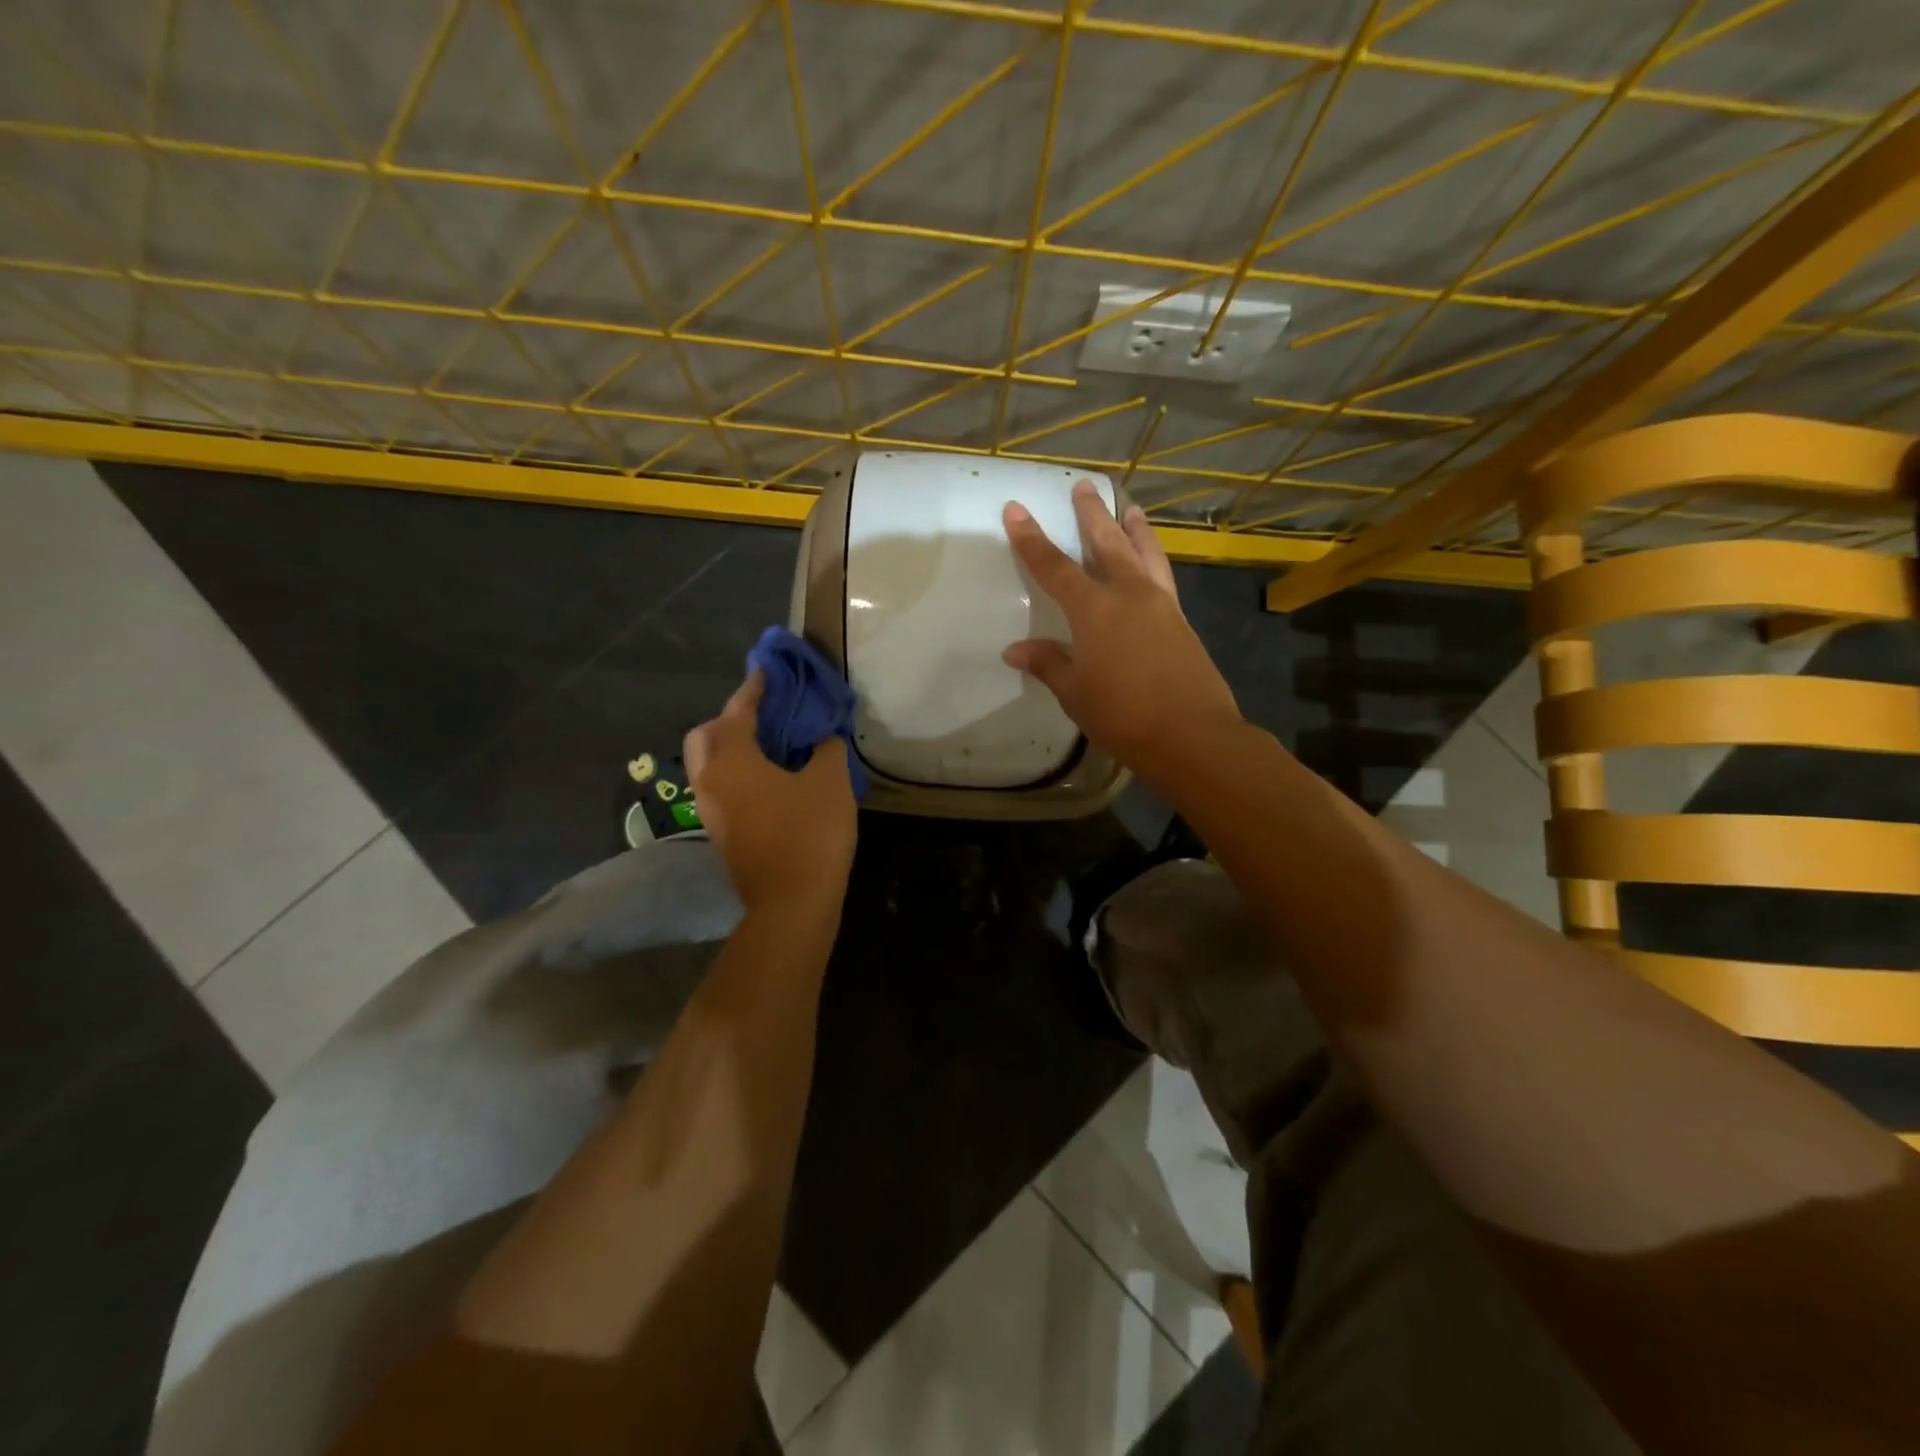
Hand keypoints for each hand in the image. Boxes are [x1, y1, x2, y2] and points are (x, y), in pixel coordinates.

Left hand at [684, 673, 856, 914]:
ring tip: (772, 745)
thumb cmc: (810, 833)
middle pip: (706, 736)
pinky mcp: (721, 833)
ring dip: (732, 748)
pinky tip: (772, 779)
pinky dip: (738, 773)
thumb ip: (826, 748)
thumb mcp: (830, 781)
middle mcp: (709, 781)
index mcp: (731, 760)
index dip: (755, 687)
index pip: (737, 710)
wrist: (792, 904)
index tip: (768, 671)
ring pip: (710, 765)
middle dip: (730, 718)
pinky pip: (722, 788)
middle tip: (766, 715)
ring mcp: (710, 811)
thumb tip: (822, 737)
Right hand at [1003, 480, 1240, 774]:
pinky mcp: (1181, 621)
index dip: (1032, 539)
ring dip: (1134, 528)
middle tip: (1084, 486)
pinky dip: (1153, 558)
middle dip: (1092, 514)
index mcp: (1094, 609)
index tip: (1017, 509)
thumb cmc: (1123, 714)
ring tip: (1130, 508)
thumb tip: (1015, 651)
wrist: (1192, 734)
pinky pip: (1163, 575)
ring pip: (1145, 552)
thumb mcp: (1075, 693)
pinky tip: (1151, 562)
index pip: (1054, 567)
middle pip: (1107, 543)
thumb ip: (1048, 664)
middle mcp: (1129, 594)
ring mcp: (1161, 605)